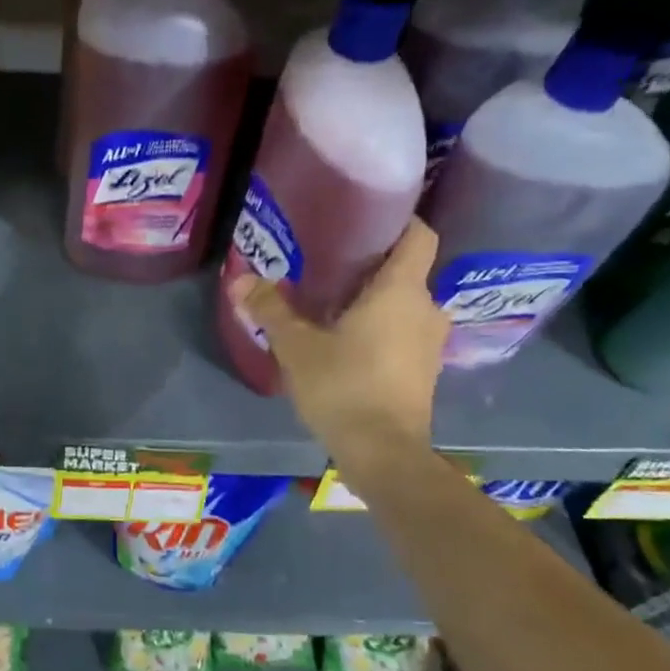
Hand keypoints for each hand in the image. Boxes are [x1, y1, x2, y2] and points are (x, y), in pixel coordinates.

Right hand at [231, 218, 447, 471]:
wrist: (384, 453)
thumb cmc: (344, 386)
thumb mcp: (297, 346)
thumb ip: (270, 308)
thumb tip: (240, 279)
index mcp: (401, 291)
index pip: (420, 235)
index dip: (399, 219)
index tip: (365, 216)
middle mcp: (425, 309)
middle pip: (407, 269)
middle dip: (372, 262)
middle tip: (329, 260)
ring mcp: (429, 342)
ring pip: (404, 302)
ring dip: (375, 297)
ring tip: (332, 298)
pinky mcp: (423, 369)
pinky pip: (404, 330)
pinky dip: (381, 325)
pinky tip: (346, 336)